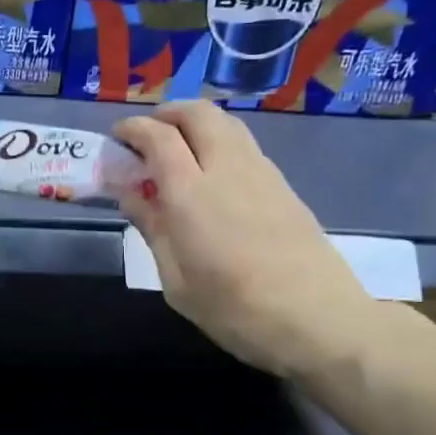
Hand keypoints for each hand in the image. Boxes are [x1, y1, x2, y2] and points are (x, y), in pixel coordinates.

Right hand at [114, 102, 380, 377]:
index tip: (117, 137)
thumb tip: (129, 192)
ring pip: (226, 123)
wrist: (318, 320)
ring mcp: (262, 173)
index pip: (158, 136)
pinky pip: (244, 146)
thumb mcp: (176, 280)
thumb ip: (153, 227)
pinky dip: (218, 143)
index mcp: (191, 193)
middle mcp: (227, 169)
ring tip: (177, 151)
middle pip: (197, 113)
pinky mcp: (284, 186)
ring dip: (195, 124)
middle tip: (147, 136)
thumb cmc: (234, 309)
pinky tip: (211, 176)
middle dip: (166, 114)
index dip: (133, 128)